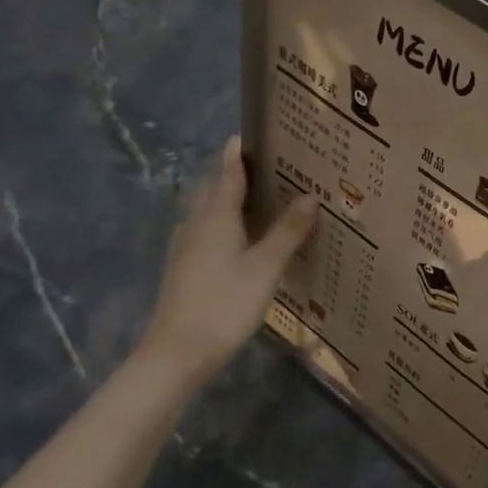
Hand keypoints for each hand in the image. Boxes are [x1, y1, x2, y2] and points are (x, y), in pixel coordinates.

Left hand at [138, 136, 317, 378]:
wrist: (178, 353)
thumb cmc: (225, 304)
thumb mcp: (265, 268)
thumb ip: (287, 232)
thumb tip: (310, 196)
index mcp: (216, 218)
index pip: (228, 175)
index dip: (237, 154)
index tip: (247, 134)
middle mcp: (196, 225)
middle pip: (214, 191)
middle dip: (233, 176)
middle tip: (264, 168)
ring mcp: (185, 249)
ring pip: (207, 213)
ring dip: (228, 201)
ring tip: (257, 201)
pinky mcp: (183, 270)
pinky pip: (205, 234)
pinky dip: (223, 226)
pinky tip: (238, 242)